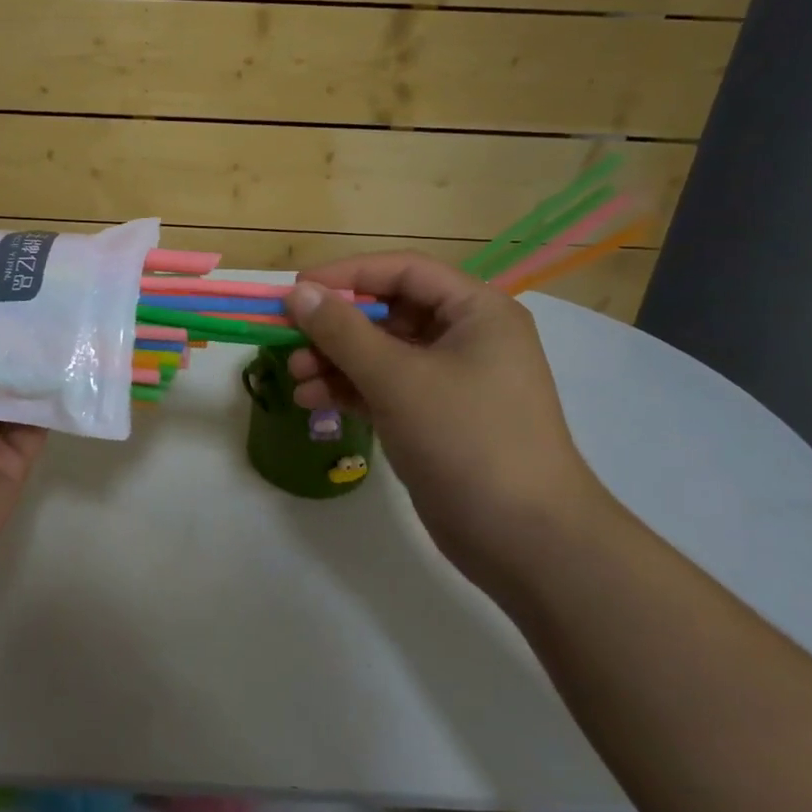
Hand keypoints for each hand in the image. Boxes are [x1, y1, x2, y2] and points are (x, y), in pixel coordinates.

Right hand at [283, 254, 613, 583]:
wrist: (525, 539)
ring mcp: (449, 380)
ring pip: (380, 353)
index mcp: (476, 311)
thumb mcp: (398, 378)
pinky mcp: (433, 418)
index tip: (297, 288)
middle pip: (387, 313)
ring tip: (295, 377)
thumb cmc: (467, 439)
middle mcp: (465, 337)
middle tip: (287, 338)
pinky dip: (347, 390)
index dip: (347, 274)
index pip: (403, 271)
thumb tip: (298, 292)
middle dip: (335, 327)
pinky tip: (310, 401)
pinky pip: (382, 388)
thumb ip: (343, 332)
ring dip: (334, 361)